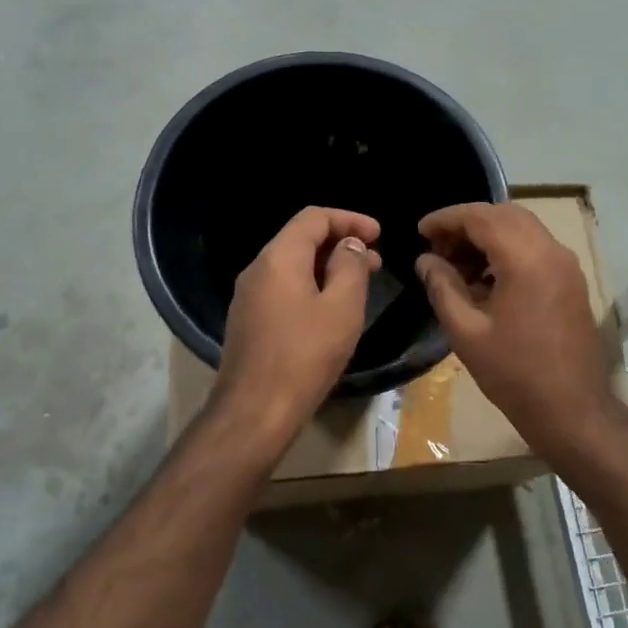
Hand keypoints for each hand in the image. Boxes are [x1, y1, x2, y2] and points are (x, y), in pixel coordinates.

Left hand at [212, 207, 383, 449]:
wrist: (255, 410)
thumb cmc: (305, 355)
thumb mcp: (341, 308)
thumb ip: (350, 267)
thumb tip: (349, 244)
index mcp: (279, 258)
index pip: (314, 217)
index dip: (350, 219)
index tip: (379, 234)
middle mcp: (257, 269)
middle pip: (300, 239)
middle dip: (340, 243)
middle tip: (375, 262)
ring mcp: (248, 296)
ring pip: (292, 266)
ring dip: (327, 267)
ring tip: (359, 284)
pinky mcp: (248, 320)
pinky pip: (283, 288)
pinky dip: (310, 286)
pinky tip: (330, 309)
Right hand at [415, 203, 618, 456]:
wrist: (572, 410)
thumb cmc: (514, 373)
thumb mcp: (466, 331)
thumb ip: (442, 287)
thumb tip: (425, 260)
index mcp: (526, 259)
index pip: (481, 217)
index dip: (446, 219)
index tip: (420, 231)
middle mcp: (551, 251)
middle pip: (504, 215)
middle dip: (467, 224)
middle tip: (437, 248)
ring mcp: (566, 265)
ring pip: (522, 229)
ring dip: (488, 236)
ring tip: (456, 266)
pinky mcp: (570, 281)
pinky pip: (535, 248)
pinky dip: (507, 251)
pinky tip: (484, 280)